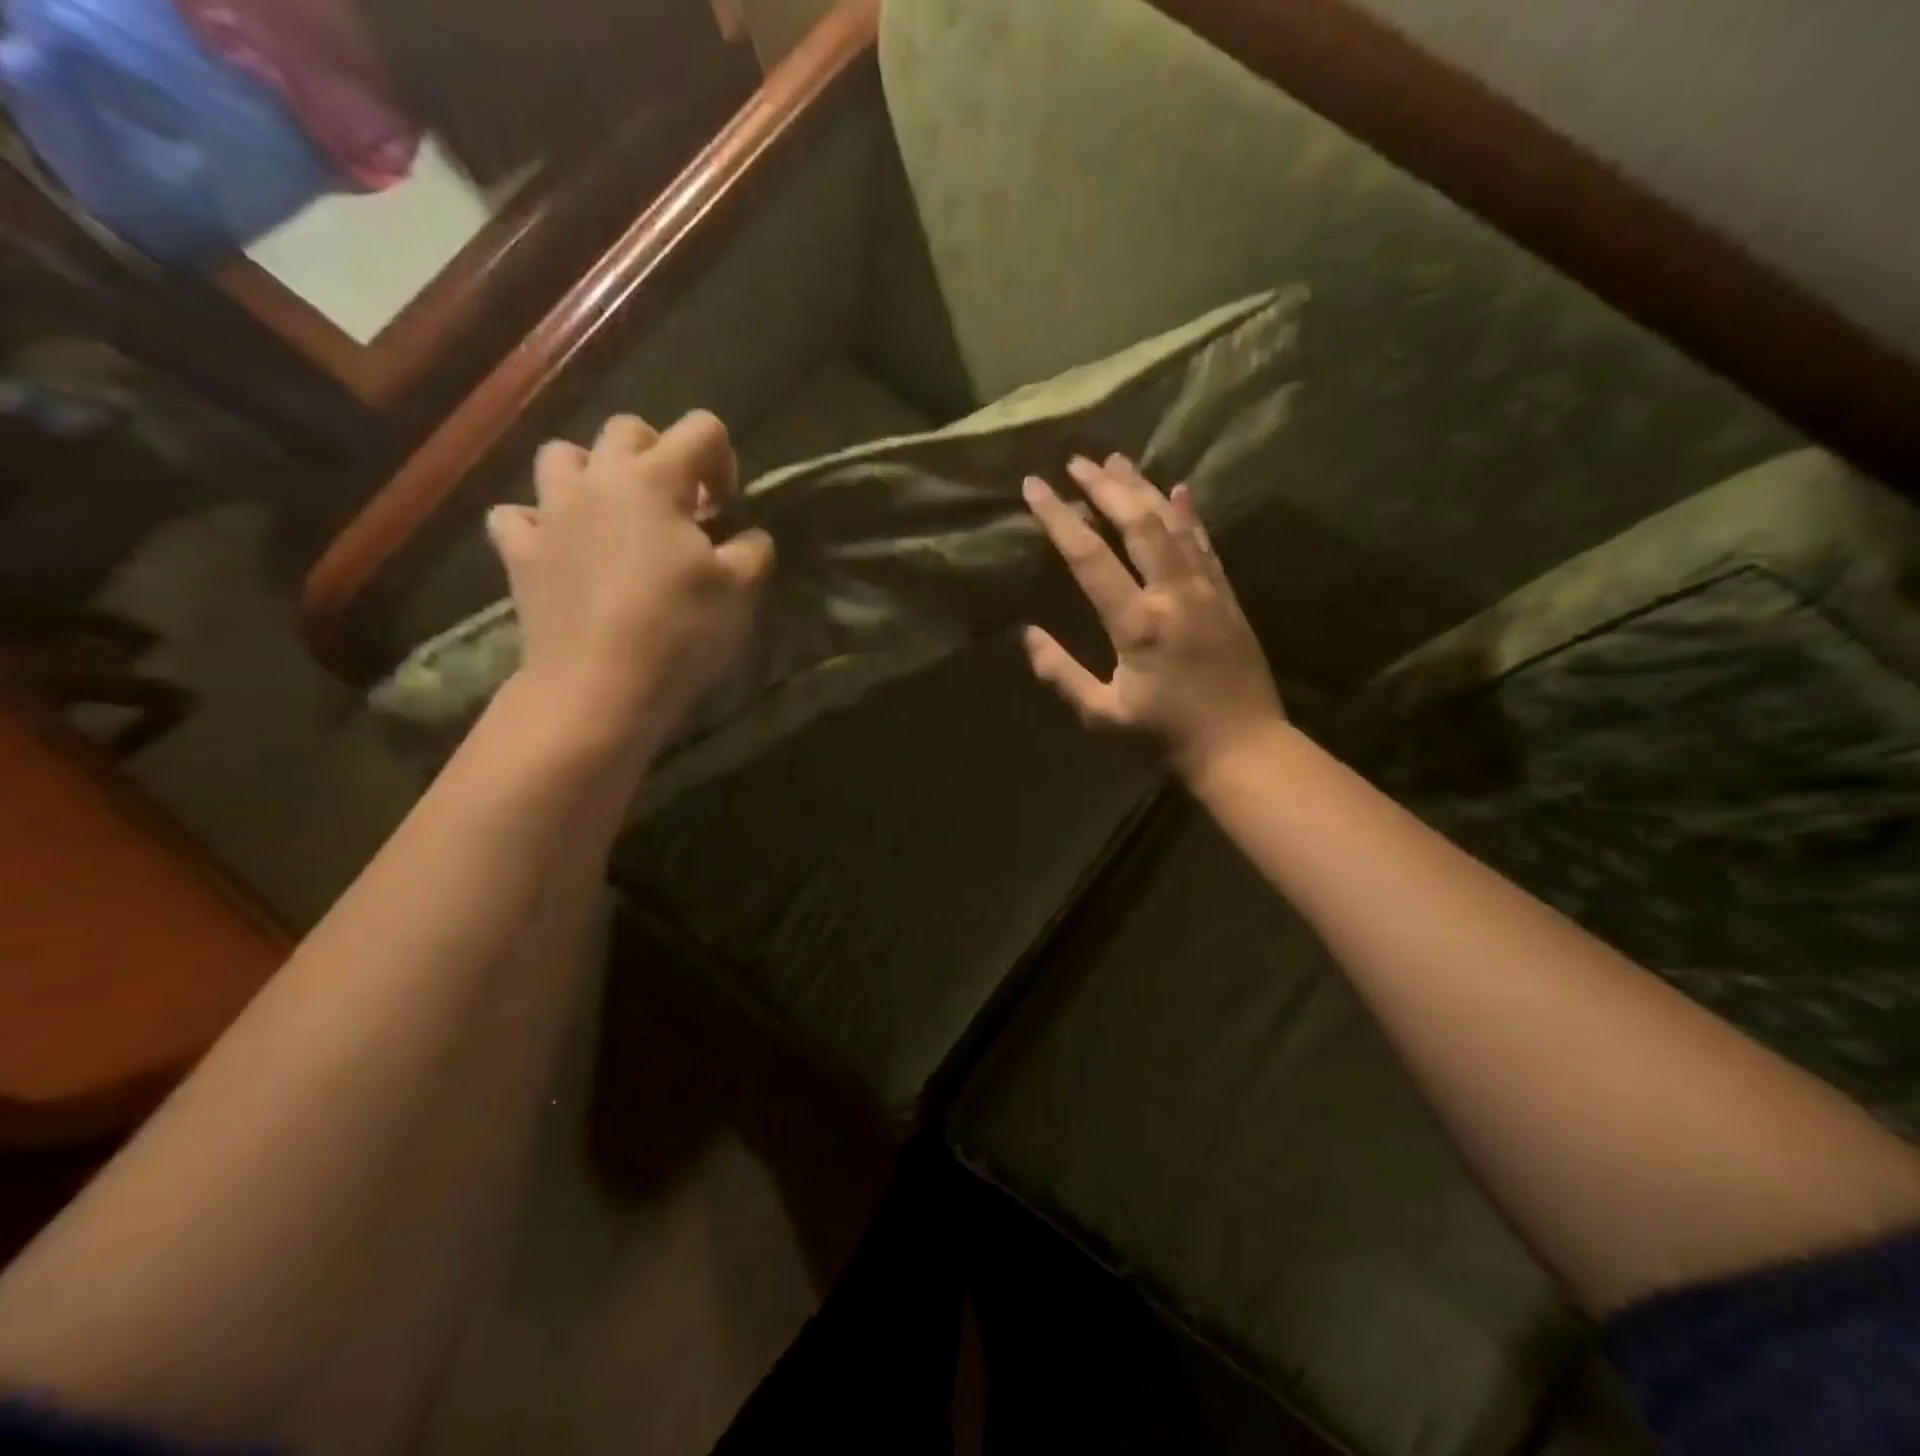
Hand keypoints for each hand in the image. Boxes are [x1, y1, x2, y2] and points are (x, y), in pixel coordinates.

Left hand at [487, 411, 774, 749]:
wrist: (599, 686)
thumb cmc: (679, 630)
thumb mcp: (741, 590)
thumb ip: (754, 549)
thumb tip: (749, 536)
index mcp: (655, 480)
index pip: (699, 429)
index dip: (723, 459)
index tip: (726, 507)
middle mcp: (598, 480)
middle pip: (626, 431)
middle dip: (659, 455)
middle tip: (677, 506)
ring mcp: (551, 514)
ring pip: (560, 457)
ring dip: (591, 474)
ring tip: (614, 515)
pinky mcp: (520, 554)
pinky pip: (517, 516)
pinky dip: (539, 523)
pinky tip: (561, 548)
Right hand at [1021, 454, 1284, 779]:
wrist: (1244, 749)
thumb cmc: (1166, 738)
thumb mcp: (1103, 716)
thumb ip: (1061, 674)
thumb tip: (1028, 634)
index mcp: (1139, 624)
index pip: (1090, 557)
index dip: (1059, 518)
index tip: (1034, 485)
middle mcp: (1174, 594)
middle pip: (1138, 523)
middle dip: (1105, 487)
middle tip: (1076, 460)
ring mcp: (1207, 591)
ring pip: (1174, 524)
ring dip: (1142, 489)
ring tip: (1116, 459)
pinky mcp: (1228, 597)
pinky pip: (1205, 544)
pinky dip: (1189, 513)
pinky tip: (1178, 490)